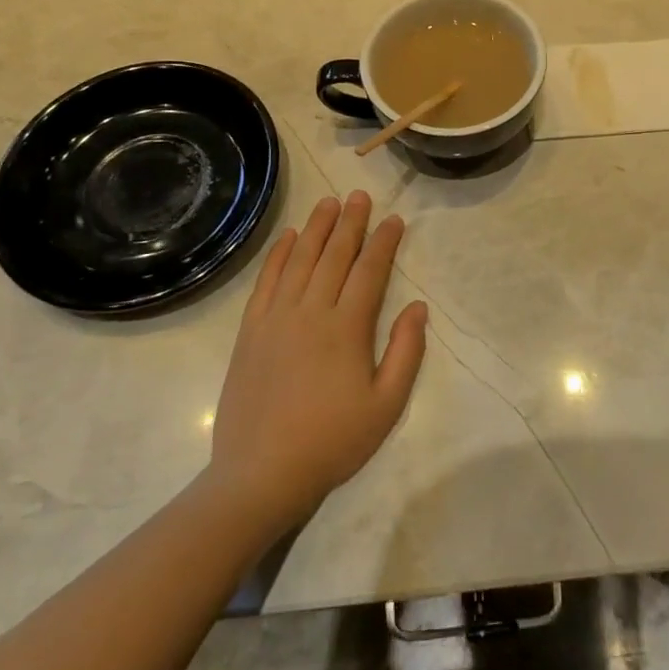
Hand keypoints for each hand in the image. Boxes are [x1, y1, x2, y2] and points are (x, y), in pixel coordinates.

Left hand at [208, 192, 426, 526]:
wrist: (262, 473)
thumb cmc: (333, 441)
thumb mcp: (386, 405)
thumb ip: (406, 352)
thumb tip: (418, 307)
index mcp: (347, 328)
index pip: (369, 271)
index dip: (383, 242)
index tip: (394, 219)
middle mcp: (311, 312)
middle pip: (334, 256)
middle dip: (351, 223)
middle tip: (360, 196)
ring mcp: (276, 318)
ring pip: (300, 260)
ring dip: (317, 228)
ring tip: (329, 203)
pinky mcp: (250, 331)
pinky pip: (266, 282)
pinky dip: (278, 255)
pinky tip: (288, 238)